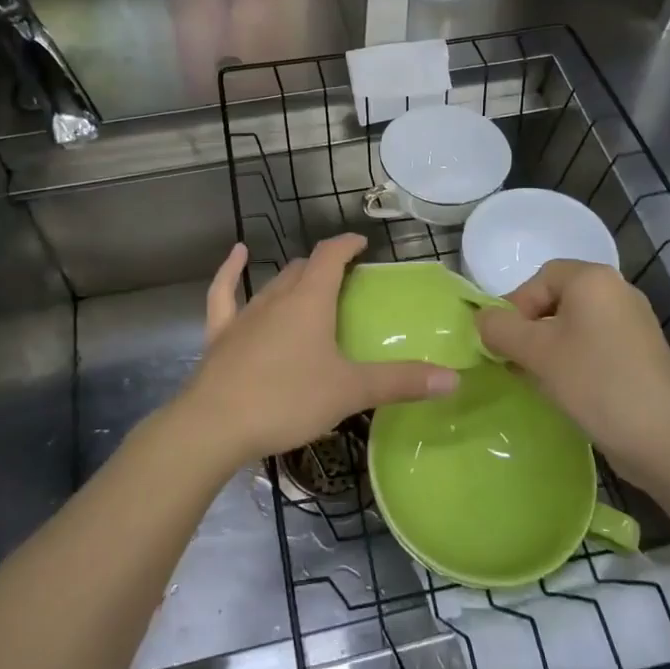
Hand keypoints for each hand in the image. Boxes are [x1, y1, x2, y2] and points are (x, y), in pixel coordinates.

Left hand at [180, 236, 458, 467]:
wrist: (215, 426)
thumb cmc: (287, 400)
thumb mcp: (350, 392)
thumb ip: (400, 382)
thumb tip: (454, 379)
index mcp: (310, 301)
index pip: (331, 256)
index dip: (347, 244)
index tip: (362, 243)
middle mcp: (277, 297)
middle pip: (303, 269)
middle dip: (325, 267)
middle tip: (344, 279)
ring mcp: (245, 314)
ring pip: (273, 283)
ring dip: (293, 278)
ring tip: (308, 282)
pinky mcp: (220, 334)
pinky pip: (224, 293)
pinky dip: (231, 271)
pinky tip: (238, 256)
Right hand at [475, 260, 669, 475]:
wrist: (667, 440)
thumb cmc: (596, 383)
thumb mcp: (536, 353)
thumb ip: (500, 329)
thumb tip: (481, 320)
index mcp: (593, 279)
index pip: (538, 279)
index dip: (515, 308)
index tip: (506, 344)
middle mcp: (617, 290)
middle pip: (556, 299)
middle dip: (530, 330)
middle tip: (517, 363)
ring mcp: (634, 322)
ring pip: (574, 324)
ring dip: (549, 348)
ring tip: (538, 380)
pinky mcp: (642, 352)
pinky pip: (595, 343)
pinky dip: (574, 359)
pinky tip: (568, 390)